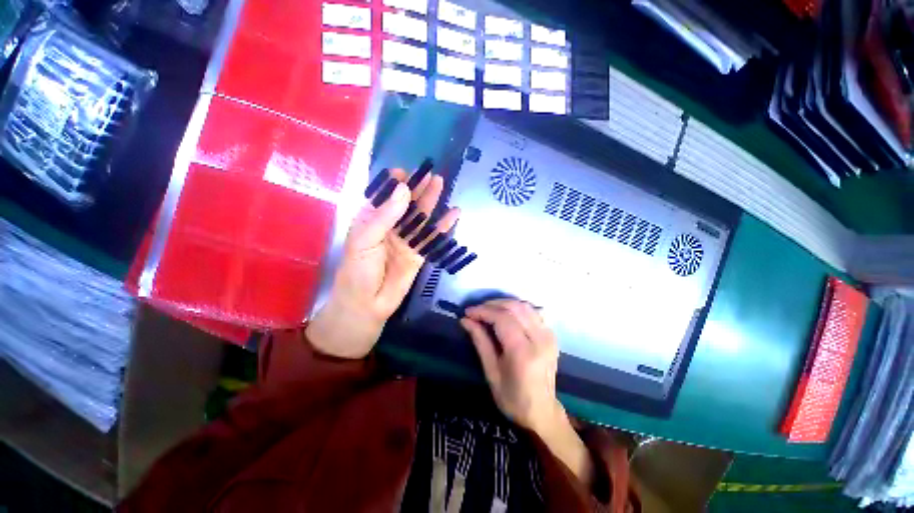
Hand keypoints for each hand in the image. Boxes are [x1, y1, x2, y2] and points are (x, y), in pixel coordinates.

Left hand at [307, 169, 459, 358]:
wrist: (367, 304)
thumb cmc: (358, 270)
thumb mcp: (365, 239)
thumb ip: (385, 215)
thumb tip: (404, 189)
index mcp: (371, 220)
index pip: (384, 196)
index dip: (394, 184)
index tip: (404, 173)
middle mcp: (390, 226)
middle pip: (406, 204)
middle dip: (417, 189)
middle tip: (430, 175)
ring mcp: (406, 239)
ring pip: (420, 217)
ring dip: (431, 202)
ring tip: (441, 184)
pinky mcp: (419, 252)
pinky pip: (431, 236)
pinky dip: (443, 226)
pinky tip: (453, 214)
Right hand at [462, 299, 594, 486]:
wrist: (542, 411)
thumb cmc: (512, 398)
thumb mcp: (491, 373)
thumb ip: (480, 342)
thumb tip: (465, 320)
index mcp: (523, 353)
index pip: (502, 318)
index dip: (483, 311)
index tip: (468, 312)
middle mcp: (540, 339)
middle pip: (514, 307)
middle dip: (491, 304)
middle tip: (476, 311)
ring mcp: (549, 335)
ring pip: (524, 305)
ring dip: (504, 303)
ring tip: (488, 310)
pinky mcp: (551, 334)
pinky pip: (533, 312)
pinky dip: (517, 308)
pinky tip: (506, 314)